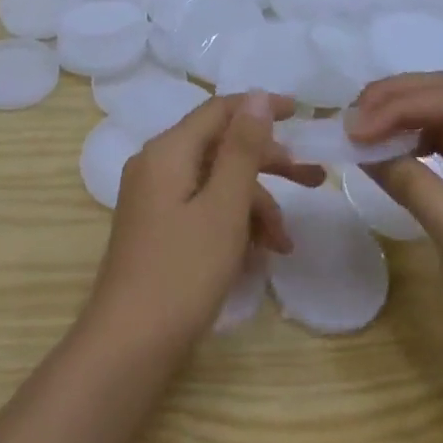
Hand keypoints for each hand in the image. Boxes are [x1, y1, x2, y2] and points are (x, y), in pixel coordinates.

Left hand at [87, 92, 320, 350]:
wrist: (129, 347)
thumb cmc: (183, 272)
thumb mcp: (224, 206)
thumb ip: (242, 148)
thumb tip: (258, 95)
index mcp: (168, 151)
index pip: (220, 110)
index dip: (262, 108)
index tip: (303, 114)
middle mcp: (157, 165)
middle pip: (221, 147)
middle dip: (268, 164)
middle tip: (313, 180)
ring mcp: (155, 199)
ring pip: (216, 183)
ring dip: (254, 206)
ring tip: (283, 244)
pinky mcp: (159, 228)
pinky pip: (203, 208)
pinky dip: (233, 224)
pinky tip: (258, 255)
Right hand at [346, 73, 442, 371]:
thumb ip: (410, 182)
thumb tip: (360, 146)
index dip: (396, 106)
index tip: (352, 129)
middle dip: (394, 102)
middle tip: (349, 120)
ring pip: (438, 120)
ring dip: (397, 119)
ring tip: (358, 131)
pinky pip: (438, 149)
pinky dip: (407, 145)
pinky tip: (383, 153)